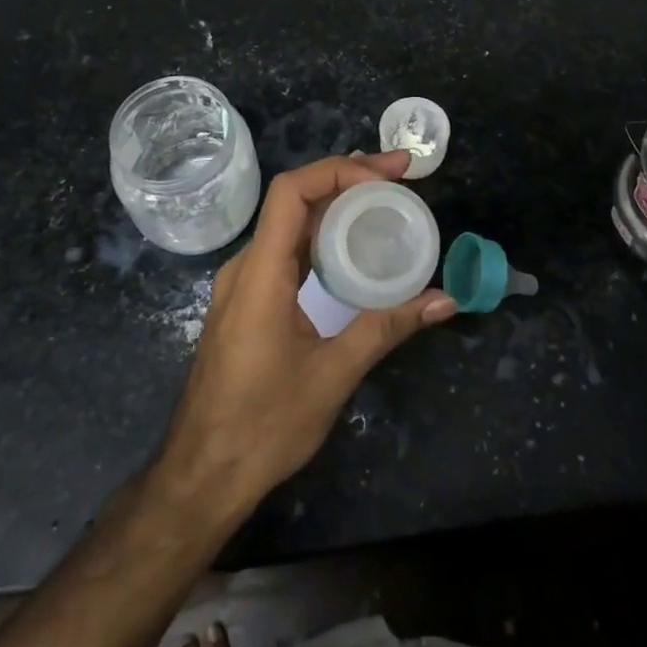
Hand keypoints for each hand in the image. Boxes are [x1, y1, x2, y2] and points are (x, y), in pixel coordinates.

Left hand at [153, 152, 455, 520]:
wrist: (202, 476)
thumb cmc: (263, 427)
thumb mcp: (333, 375)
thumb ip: (387, 327)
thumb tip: (444, 300)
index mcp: (260, 274)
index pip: (292, 191)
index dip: (339, 170)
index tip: (387, 174)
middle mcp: (247, 266)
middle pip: (294, 199)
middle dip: (347, 179)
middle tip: (400, 177)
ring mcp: (243, 284)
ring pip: (289, 223)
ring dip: (335, 204)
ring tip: (384, 199)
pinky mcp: (248, 301)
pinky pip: (285, 249)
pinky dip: (320, 233)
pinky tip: (352, 245)